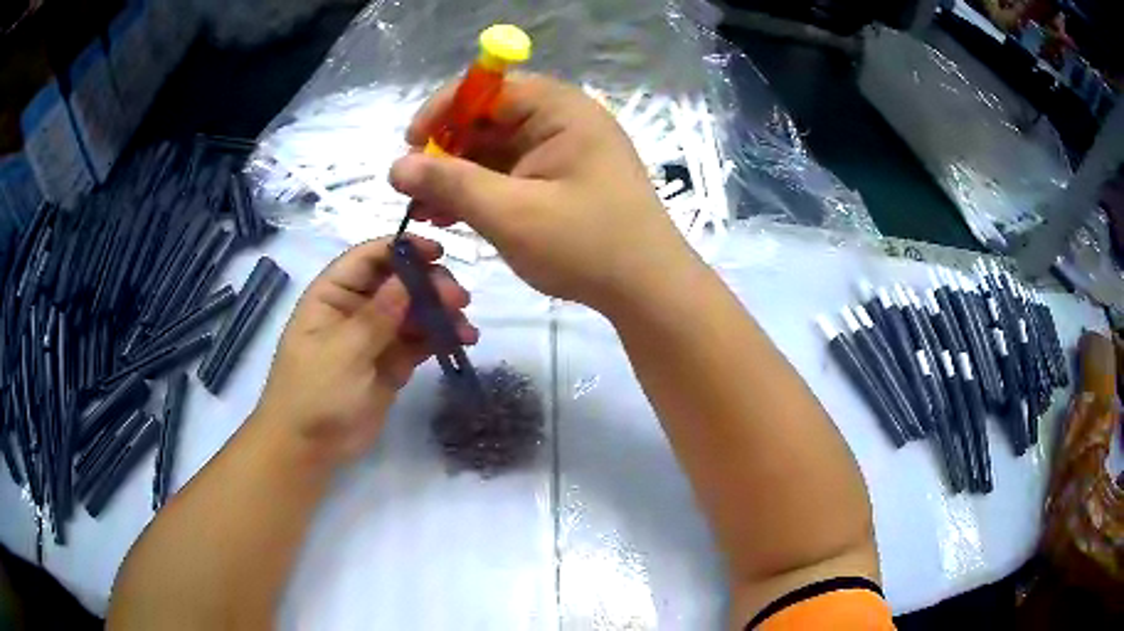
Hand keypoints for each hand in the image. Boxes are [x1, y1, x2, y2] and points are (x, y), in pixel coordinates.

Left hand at [252, 236, 476, 465]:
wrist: (309, 448)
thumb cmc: (314, 393)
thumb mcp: (342, 352)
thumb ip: (377, 316)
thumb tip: (408, 277)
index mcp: (333, 296)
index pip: (369, 259)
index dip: (402, 249)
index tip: (437, 252)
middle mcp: (356, 309)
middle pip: (397, 282)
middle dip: (429, 285)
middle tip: (459, 299)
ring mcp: (376, 337)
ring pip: (413, 312)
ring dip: (441, 313)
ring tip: (465, 327)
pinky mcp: (392, 363)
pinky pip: (420, 341)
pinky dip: (441, 338)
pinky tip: (463, 340)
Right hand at [389, 74, 691, 311]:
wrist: (648, 290)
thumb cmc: (586, 245)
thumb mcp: (510, 213)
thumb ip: (450, 184)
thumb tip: (396, 166)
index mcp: (560, 109)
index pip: (488, 87)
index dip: (443, 110)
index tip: (411, 145)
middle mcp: (564, 120)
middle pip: (490, 118)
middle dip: (447, 150)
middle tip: (414, 189)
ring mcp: (566, 151)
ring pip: (497, 149)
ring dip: (459, 175)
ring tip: (426, 211)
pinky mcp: (564, 180)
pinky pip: (513, 173)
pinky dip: (483, 191)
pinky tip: (453, 217)